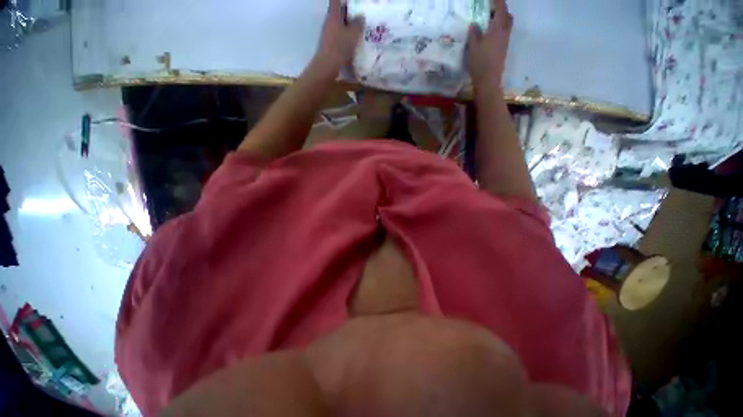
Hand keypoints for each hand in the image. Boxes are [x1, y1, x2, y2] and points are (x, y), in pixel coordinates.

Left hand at [314, 0, 364, 72]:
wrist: (328, 65)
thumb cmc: (340, 47)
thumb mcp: (353, 34)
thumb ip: (358, 24)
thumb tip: (361, 16)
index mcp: (333, 15)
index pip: (336, 1)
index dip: (343, 1)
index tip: (351, 2)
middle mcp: (329, 22)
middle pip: (338, 13)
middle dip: (347, 13)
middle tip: (358, 15)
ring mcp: (328, 35)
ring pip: (338, 26)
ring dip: (347, 27)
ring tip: (358, 30)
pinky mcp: (329, 45)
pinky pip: (338, 37)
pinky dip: (345, 38)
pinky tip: (352, 44)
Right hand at [466, 0, 512, 84]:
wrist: (488, 80)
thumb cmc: (480, 63)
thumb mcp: (473, 47)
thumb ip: (474, 34)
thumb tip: (474, 24)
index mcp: (497, 28)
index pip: (500, 8)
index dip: (497, 1)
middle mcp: (504, 32)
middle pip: (507, 15)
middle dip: (502, 9)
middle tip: (493, 8)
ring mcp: (505, 41)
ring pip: (507, 24)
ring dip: (502, 19)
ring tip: (492, 20)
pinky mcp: (503, 50)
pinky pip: (504, 33)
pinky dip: (500, 28)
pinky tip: (492, 33)